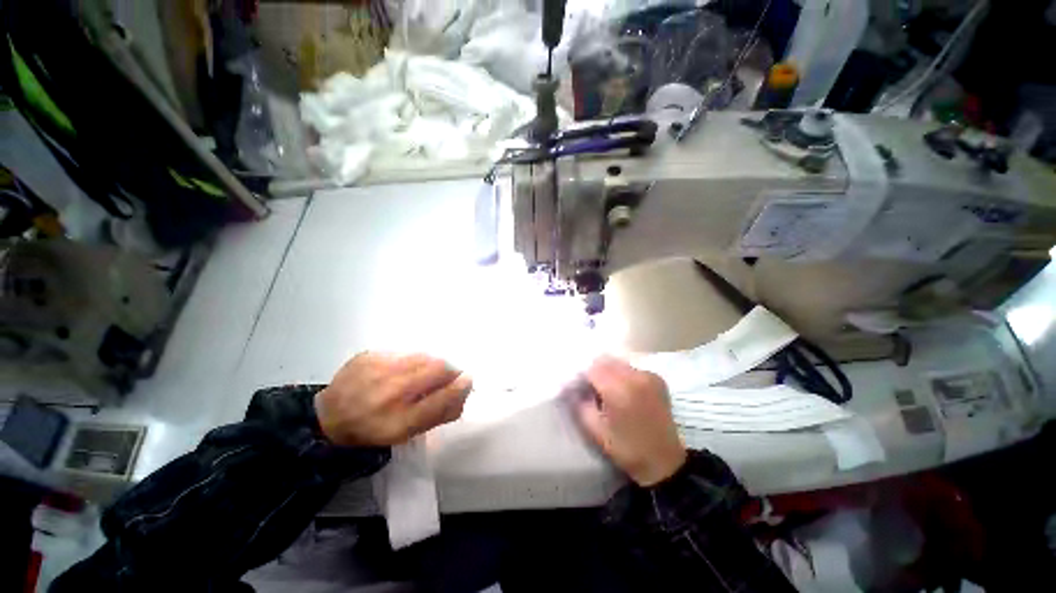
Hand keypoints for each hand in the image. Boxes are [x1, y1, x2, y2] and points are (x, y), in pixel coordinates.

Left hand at [315, 352, 472, 446]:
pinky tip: (401, 370)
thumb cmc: (374, 429)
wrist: (330, 417)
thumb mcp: (407, 433)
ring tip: (424, 372)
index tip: (468, 380)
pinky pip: (405, 352)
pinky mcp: (369, 355)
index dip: (460, 387)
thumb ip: (440, 415)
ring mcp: (377, 370)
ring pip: (424, 356)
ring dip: (432, 363)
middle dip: (450, 370)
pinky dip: (412, 360)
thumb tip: (464, 394)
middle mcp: (389, 394)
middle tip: (448, 375)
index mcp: (399, 421)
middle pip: (437, 369)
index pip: (442, 398)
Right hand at [575, 356, 686, 486]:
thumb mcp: (595, 431)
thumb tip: (571, 387)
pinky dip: (623, 375)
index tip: (579, 387)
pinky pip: (631, 368)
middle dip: (595, 371)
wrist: (664, 462)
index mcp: (619, 390)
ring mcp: (648, 375)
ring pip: (618, 363)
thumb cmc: (626, 449)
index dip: (583, 376)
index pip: (592, 368)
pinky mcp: (657, 378)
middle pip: (605, 361)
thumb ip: (579, 404)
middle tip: (592, 389)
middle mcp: (635, 377)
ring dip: (609, 372)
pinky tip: (625, 391)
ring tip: (608, 391)